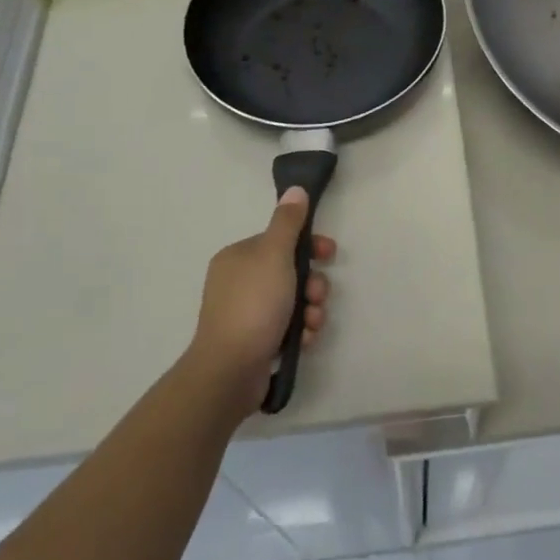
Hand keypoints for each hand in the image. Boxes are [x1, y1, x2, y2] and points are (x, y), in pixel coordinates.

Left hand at [189, 188, 333, 418]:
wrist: (230, 370)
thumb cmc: (254, 304)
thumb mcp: (274, 254)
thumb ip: (288, 222)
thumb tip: (295, 189)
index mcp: (238, 257)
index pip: (280, 241)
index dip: (308, 246)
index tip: (329, 254)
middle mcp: (239, 282)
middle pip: (290, 272)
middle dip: (313, 284)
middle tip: (318, 296)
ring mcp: (245, 314)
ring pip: (293, 301)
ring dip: (311, 310)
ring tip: (311, 324)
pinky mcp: (254, 342)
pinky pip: (287, 327)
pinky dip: (300, 331)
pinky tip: (303, 341)